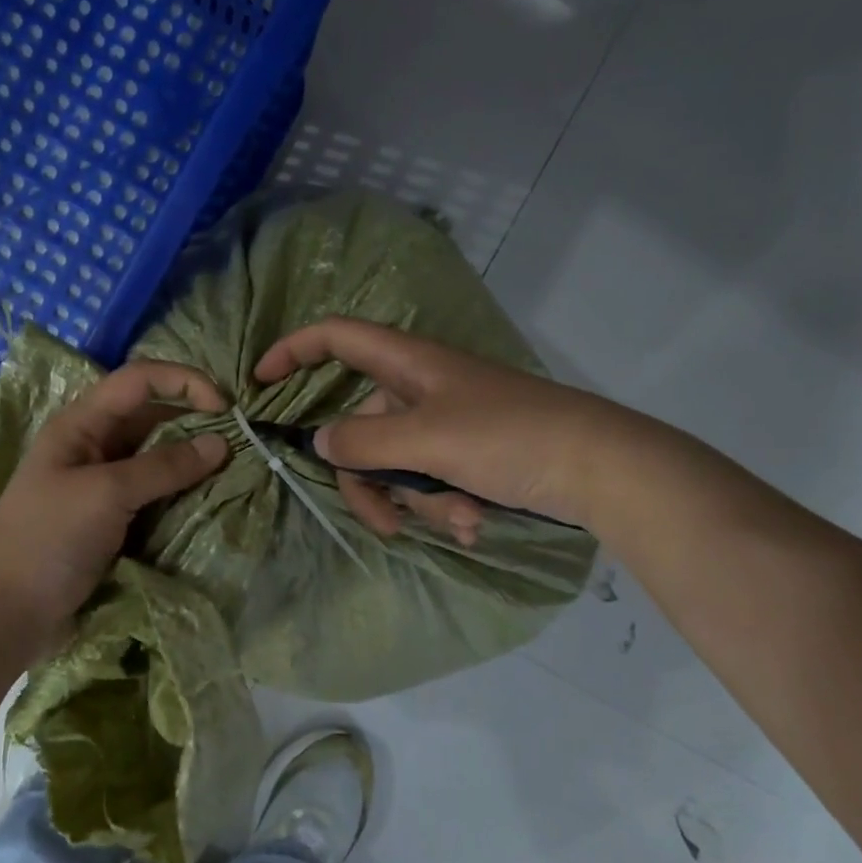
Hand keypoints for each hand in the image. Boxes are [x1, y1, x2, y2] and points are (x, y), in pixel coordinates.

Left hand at [0, 359, 228, 649]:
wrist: (5, 613)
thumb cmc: (48, 539)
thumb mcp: (106, 494)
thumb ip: (164, 466)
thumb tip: (221, 443)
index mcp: (82, 424)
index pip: (140, 380)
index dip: (184, 382)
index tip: (226, 407)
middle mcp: (96, 446)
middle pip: (154, 416)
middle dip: (197, 422)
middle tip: (241, 442)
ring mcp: (105, 485)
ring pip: (159, 458)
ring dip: (194, 461)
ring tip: (235, 471)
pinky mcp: (115, 519)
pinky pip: (157, 494)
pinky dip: (184, 493)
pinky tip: (212, 500)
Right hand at [254, 317, 587, 537]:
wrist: (601, 469)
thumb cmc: (510, 438)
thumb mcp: (427, 440)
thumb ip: (363, 442)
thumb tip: (319, 442)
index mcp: (408, 364)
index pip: (336, 337)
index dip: (293, 350)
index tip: (259, 382)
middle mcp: (421, 389)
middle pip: (360, 428)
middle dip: (369, 481)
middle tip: (386, 523)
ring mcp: (447, 423)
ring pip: (397, 464)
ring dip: (418, 502)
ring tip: (461, 521)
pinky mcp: (470, 455)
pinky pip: (432, 480)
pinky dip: (445, 507)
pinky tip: (475, 525)